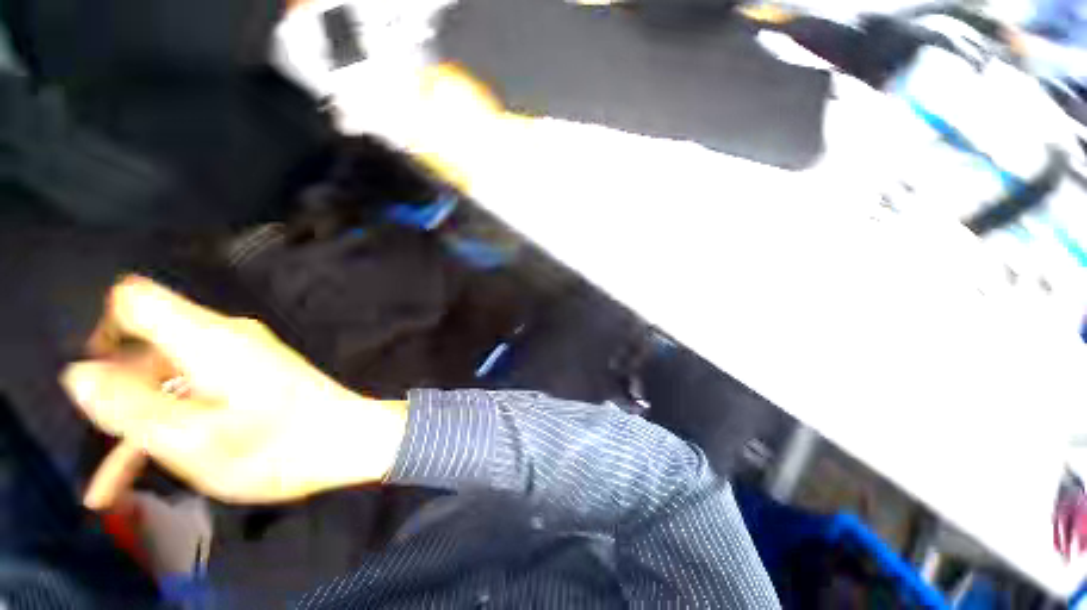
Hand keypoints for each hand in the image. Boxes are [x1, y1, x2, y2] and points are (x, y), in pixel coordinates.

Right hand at [61, 276, 407, 507]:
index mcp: (206, 338)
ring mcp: (243, 357)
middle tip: (100, 449)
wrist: (351, 440)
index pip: (135, 300)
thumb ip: (129, 406)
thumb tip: (78, 374)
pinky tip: (145, 470)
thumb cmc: (277, 447)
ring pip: (168, 378)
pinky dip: (170, 423)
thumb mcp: (192, 438)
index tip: (91, 378)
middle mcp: (224, 337)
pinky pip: (197, 389)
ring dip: (137, 423)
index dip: (100, 329)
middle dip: (115, 395)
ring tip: (109, 485)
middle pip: (147, 348)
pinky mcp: (255, 376)